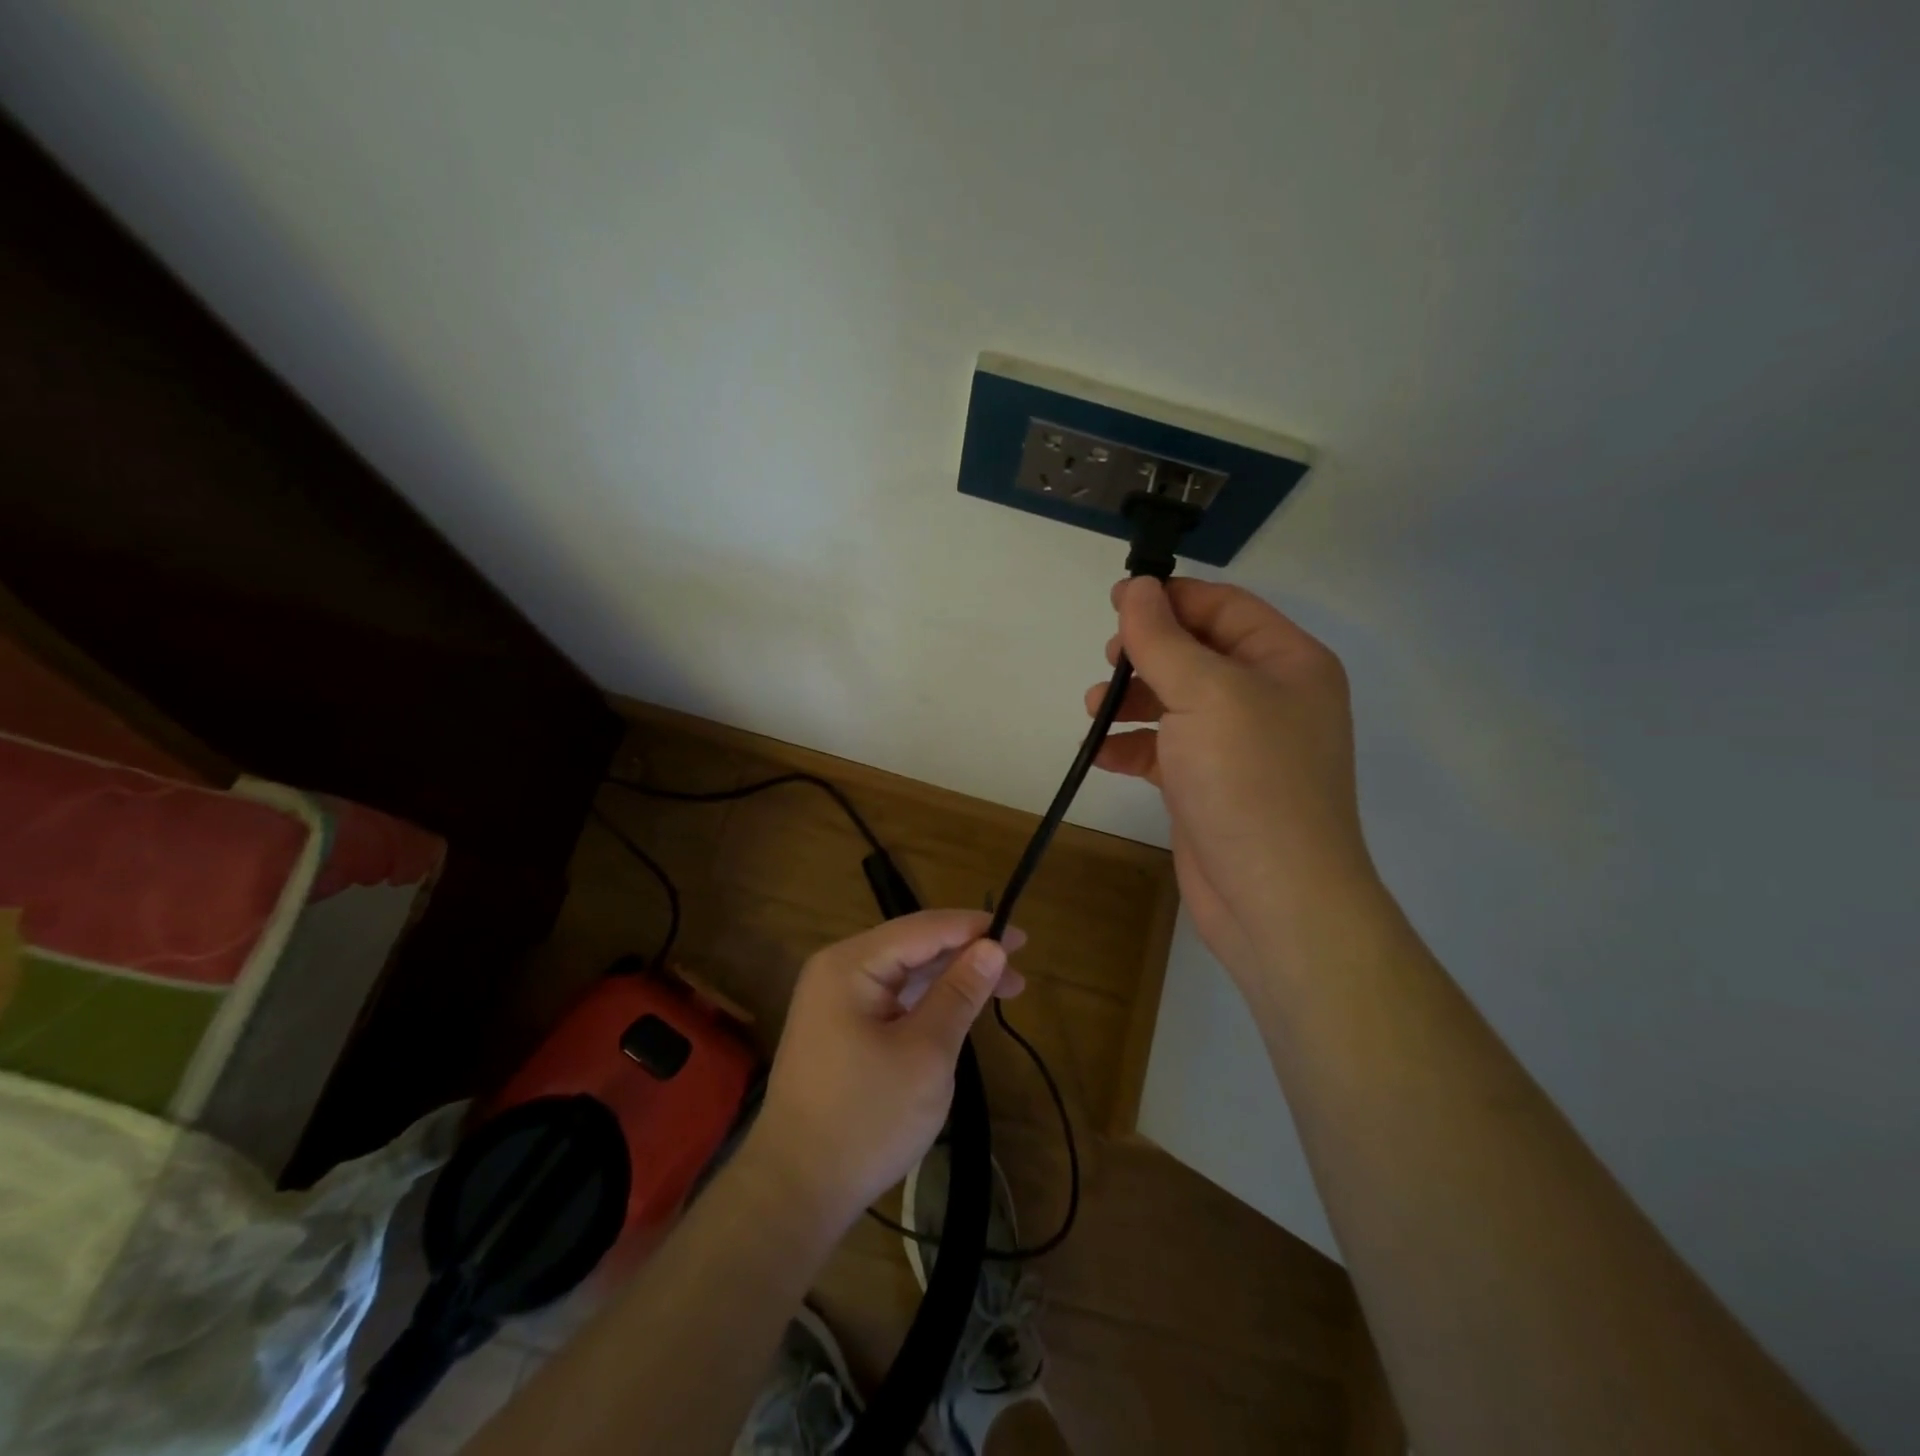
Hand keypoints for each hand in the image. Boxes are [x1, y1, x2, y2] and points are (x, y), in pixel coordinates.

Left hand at [748, 910, 1026, 1229]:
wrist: (796, 1190)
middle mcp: (837, 969)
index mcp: (851, 964)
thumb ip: (961, 993)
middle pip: (913, 945)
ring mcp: (833, 999)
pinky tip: (958, 1008)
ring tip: (1003, 988)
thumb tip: (994, 947)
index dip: (975, 928)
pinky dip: (927, 1000)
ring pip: (904, 971)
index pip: (923, 928)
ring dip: (950, 977)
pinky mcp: (838, 1026)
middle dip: (966, 953)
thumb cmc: (867, 1119)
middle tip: (1019, 968)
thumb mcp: (926, 1053)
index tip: (1022, 937)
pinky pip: (891, 996)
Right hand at [1087, 577, 1375, 977]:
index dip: (1170, 598)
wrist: (1274, 898)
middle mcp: (1268, 697)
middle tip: (1109, 661)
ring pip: (1177, 701)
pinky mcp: (1211, 785)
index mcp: (1287, 661)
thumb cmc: (1249, 780)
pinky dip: (1133, 747)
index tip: (1115, 602)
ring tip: (1093, 709)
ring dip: (1133, 700)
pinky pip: (1166, 749)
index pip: (1224, 607)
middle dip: (1147, 653)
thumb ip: (1163, 638)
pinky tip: (1102, 754)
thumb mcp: (1205, 693)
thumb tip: (1136, 587)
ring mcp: (1239, 745)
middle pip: (1197, 652)